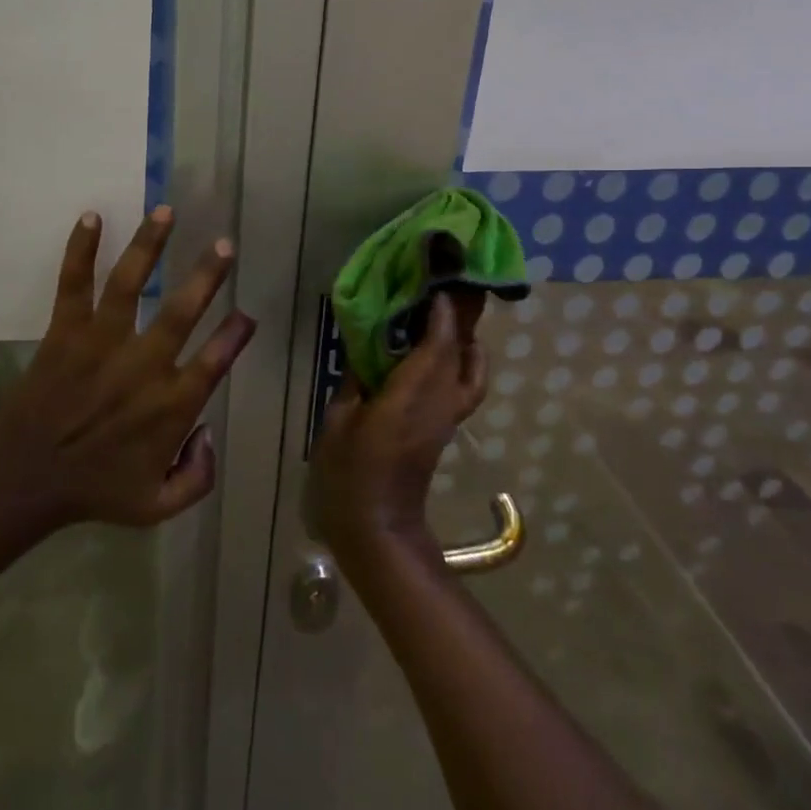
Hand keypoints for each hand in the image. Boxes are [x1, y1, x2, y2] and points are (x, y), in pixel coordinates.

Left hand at [0, 206, 255, 526]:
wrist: (25, 481)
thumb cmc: (94, 491)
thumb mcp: (158, 507)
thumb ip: (198, 478)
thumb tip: (210, 434)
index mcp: (170, 405)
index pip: (215, 360)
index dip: (236, 335)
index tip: (248, 314)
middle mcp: (143, 365)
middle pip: (183, 311)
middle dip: (207, 275)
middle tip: (224, 244)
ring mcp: (102, 342)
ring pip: (131, 283)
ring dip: (150, 244)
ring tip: (166, 211)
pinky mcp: (66, 332)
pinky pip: (75, 283)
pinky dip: (81, 249)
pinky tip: (92, 216)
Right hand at [311, 292, 488, 563]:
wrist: (378, 527)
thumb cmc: (349, 474)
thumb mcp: (339, 422)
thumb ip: (356, 382)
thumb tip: (368, 352)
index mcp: (408, 397)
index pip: (435, 346)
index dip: (440, 313)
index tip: (436, 282)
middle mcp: (437, 403)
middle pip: (460, 352)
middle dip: (462, 316)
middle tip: (454, 284)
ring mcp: (447, 417)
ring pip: (471, 369)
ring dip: (468, 338)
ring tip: (453, 313)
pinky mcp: (447, 428)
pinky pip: (466, 386)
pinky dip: (466, 362)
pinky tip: (450, 352)